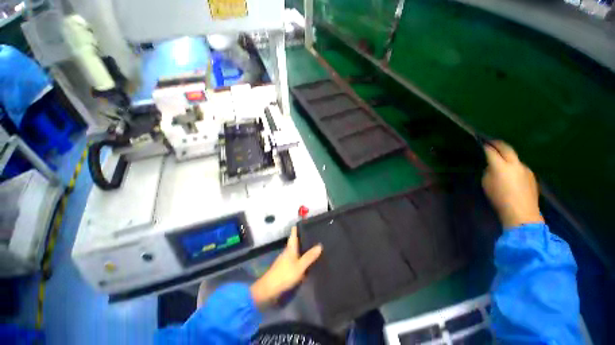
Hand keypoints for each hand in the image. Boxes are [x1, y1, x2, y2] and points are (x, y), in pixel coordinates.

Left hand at [250, 227, 322, 306]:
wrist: (269, 289)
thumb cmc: (285, 275)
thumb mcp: (300, 266)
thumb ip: (309, 256)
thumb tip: (320, 245)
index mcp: (290, 248)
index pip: (293, 233)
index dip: (298, 227)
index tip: (306, 222)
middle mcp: (287, 251)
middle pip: (295, 241)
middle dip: (303, 238)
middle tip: (314, 235)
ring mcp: (285, 259)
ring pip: (295, 250)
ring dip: (302, 248)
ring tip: (313, 247)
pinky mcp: (285, 268)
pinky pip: (295, 259)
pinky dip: (300, 258)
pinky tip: (306, 262)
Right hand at [482, 141, 543, 228]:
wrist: (522, 212)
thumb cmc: (499, 198)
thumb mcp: (487, 184)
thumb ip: (489, 172)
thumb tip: (492, 167)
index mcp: (501, 166)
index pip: (491, 152)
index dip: (486, 146)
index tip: (482, 143)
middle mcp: (515, 164)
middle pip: (507, 148)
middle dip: (498, 143)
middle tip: (491, 142)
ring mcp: (525, 168)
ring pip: (515, 157)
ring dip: (507, 155)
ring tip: (502, 158)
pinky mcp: (531, 175)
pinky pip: (520, 166)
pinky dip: (514, 165)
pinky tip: (511, 172)